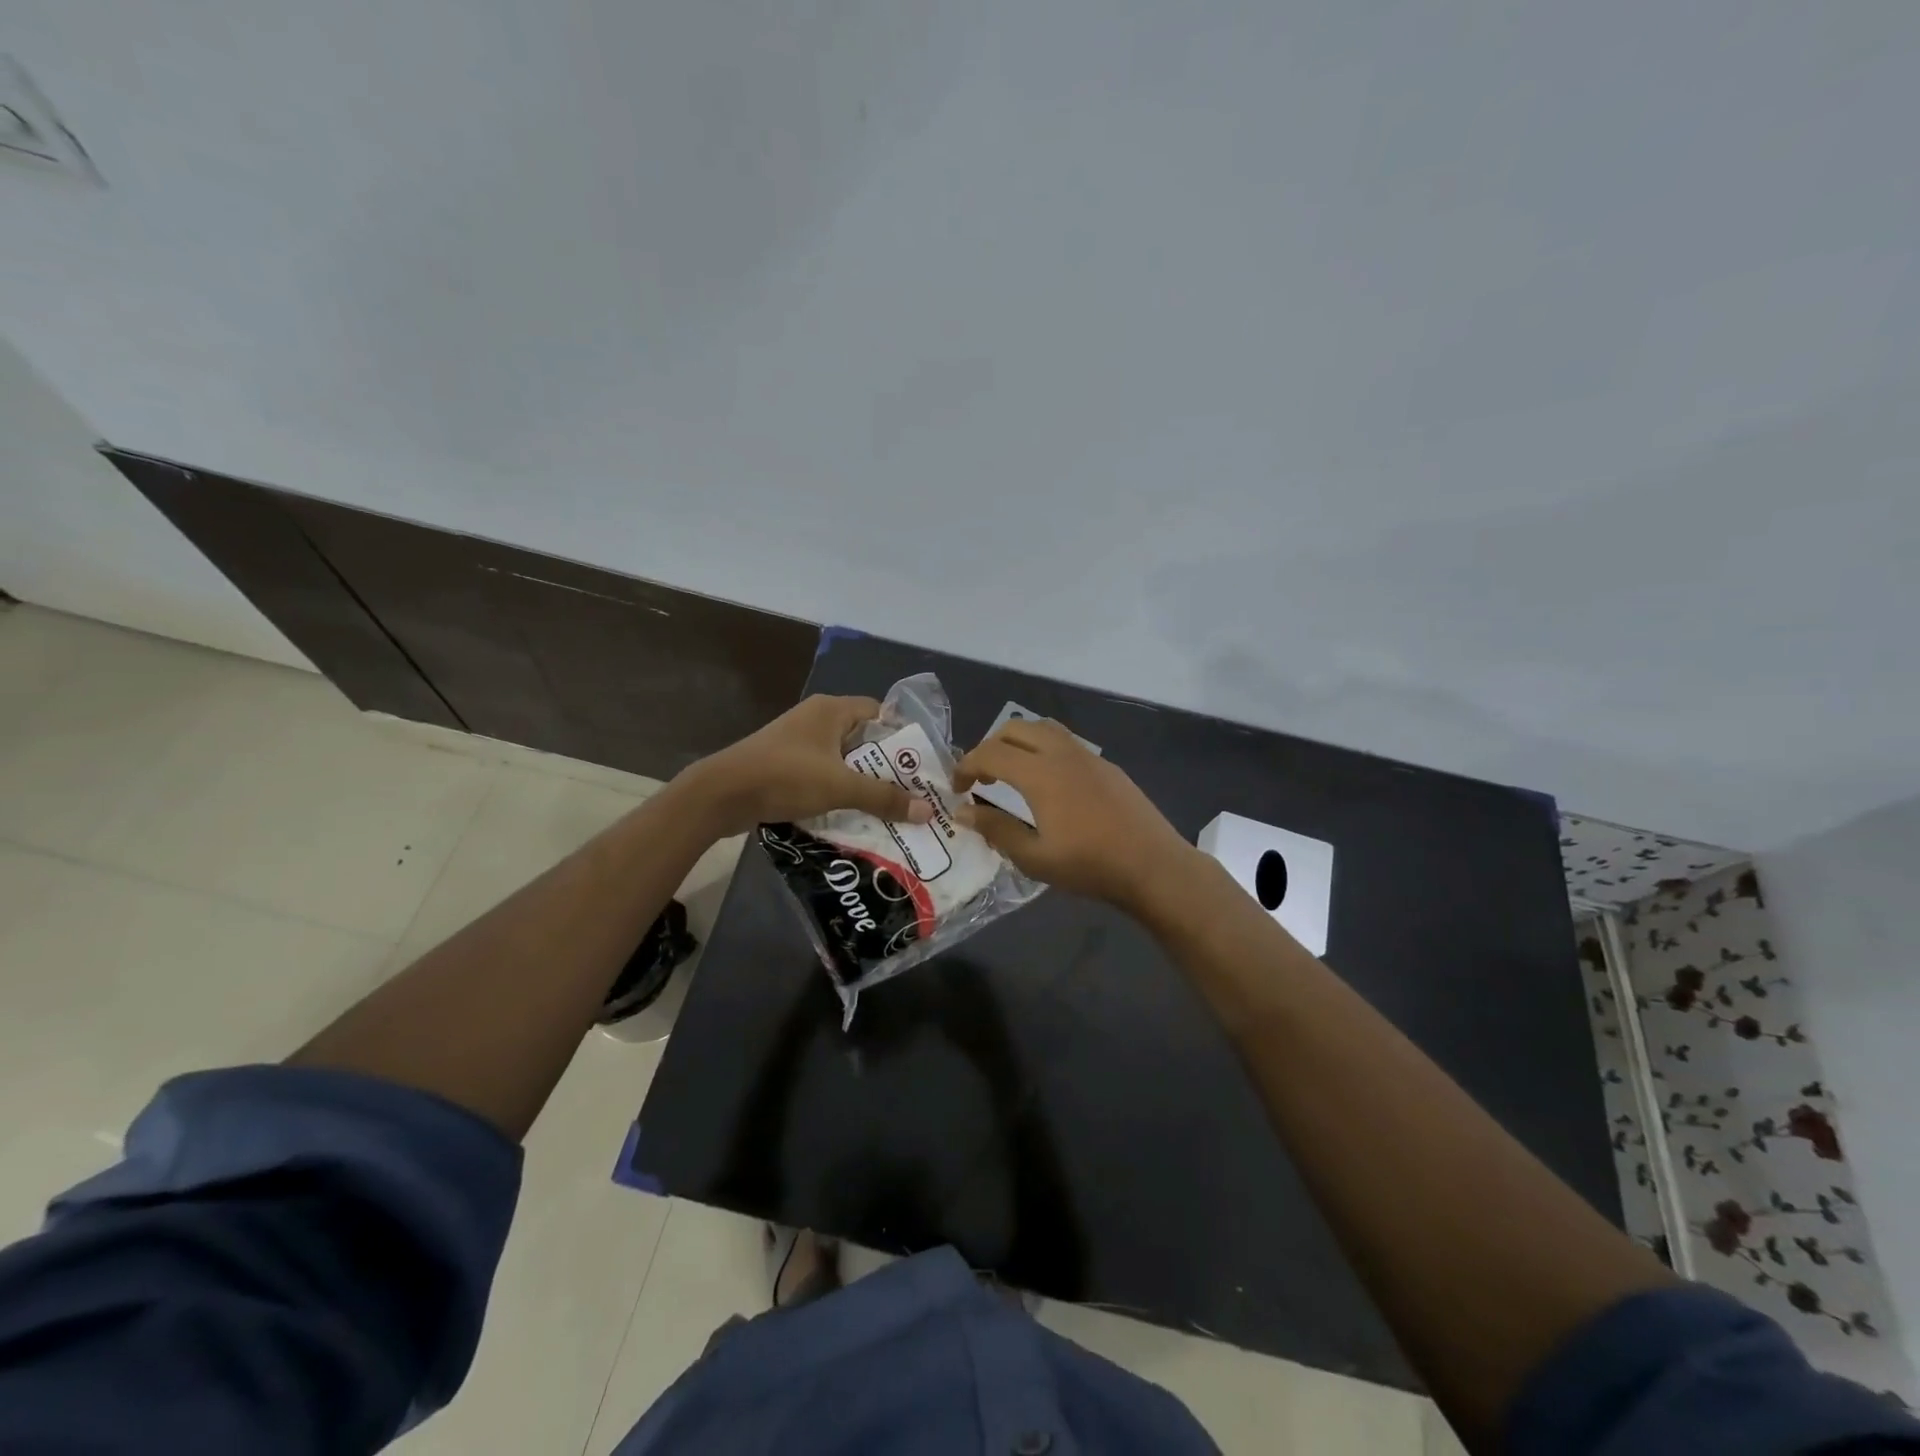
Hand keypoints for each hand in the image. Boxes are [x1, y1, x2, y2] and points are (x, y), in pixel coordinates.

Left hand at [681, 695, 935, 835]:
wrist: (721, 795)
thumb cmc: (785, 777)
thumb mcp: (840, 787)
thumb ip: (884, 797)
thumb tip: (927, 811)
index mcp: (831, 710)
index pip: (879, 712)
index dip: (902, 735)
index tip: (921, 764)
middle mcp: (816, 719)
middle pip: (863, 739)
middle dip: (886, 766)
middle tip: (912, 791)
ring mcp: (798, 742)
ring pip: (842, 760)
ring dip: (862, 782)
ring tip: (889, 807)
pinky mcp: (785, 765)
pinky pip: (822, 774)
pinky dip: (838, 791)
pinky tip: (853, 814)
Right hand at [953, 717, 1196, 909]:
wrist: (1153, 865)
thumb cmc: (1090, 866)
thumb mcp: (1034, 857)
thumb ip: (996, 830)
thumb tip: (964, 813)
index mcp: (1040, 773)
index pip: (990, 753)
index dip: (966, 767)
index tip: (957, 789)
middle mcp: (1062, 753)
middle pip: (1015, 729)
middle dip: (990, 747)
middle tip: (981, 779)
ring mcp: (1088, 755)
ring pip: (1043, 728)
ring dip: (1018, 742)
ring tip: (1011, 774)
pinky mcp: (1106, 765)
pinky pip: (1065, 741)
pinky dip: (1043, 749)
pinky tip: (1048, 784)